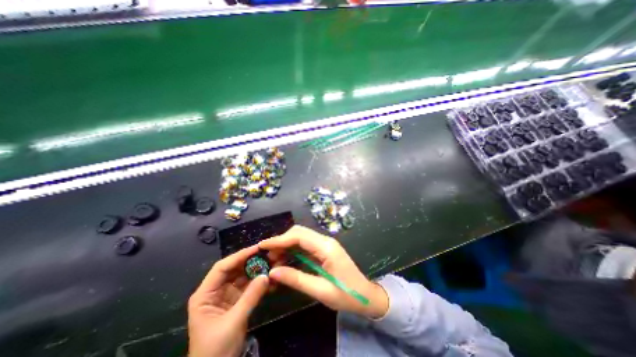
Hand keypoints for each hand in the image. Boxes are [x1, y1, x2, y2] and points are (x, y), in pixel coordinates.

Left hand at [187, 245, 268, 356]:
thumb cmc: (216, 350)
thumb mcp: (233, 322)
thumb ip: (250, 297)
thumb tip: (267, 275)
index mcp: (205, 294)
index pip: (222, 268)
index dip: (239, 256)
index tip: (257, 249)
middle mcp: (215, 290)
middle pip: (234, 269)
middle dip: (251, 262)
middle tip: (268, 254)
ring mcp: (227, 295)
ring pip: (243, 276)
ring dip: (257, 271)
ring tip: (272, 264)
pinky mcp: (237, 300)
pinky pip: (249, 286)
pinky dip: (259, 283)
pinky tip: (270, 279)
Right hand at [256, 224, 387, 319]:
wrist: (366, 295)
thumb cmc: (346, 295)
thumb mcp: (320, 291)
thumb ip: (296, 279)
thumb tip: (273, 272)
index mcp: (326, 248)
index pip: (299, 236)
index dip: (279, 239)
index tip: (263, 245)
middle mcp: (326, 241)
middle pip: (300, 232)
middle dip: (282, 241)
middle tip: (268, 255)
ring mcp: (326, 244)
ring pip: (302, 237)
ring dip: (287, 245)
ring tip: (274, 259)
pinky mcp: (325, 249)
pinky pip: (306, 244)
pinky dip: (294, 249)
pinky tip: (286, 259)